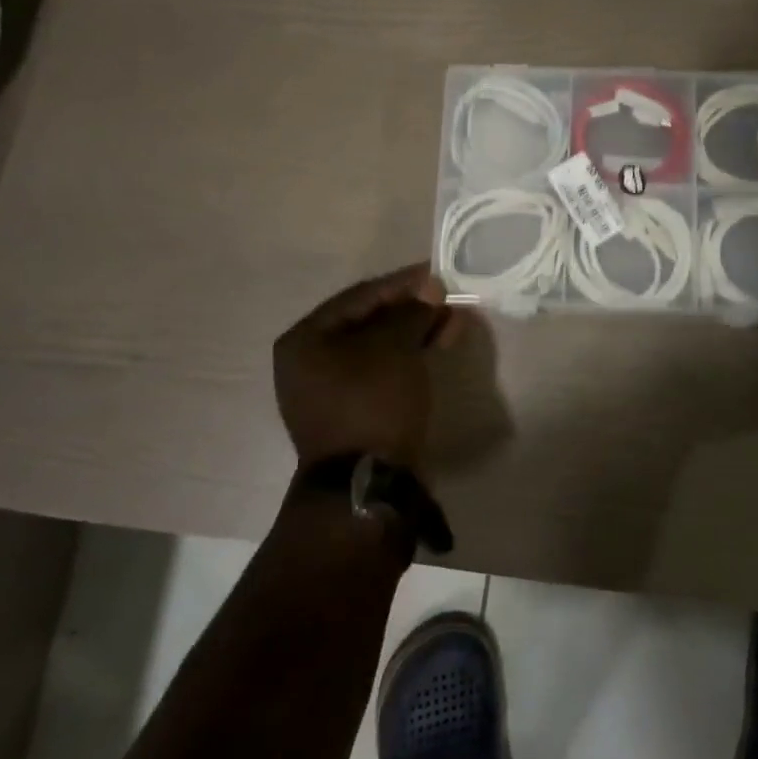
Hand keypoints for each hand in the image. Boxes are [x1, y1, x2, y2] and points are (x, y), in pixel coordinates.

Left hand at [275, 263, 453, 467]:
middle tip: (447, 298)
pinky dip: (409, 357)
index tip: (436, 273)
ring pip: (379, 347)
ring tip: (453, 321)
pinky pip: (382, 371)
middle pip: (368, 321)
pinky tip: (439, 345)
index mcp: (304, 340)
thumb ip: (412, 311)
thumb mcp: (394, 347)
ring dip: (416, 331)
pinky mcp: (353, 411)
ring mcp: (329, 390)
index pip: (359, 296)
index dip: (401, 283)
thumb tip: (430, 289)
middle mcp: (309, 362)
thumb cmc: (372, 402)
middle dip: (412, 309)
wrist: (367, 485)